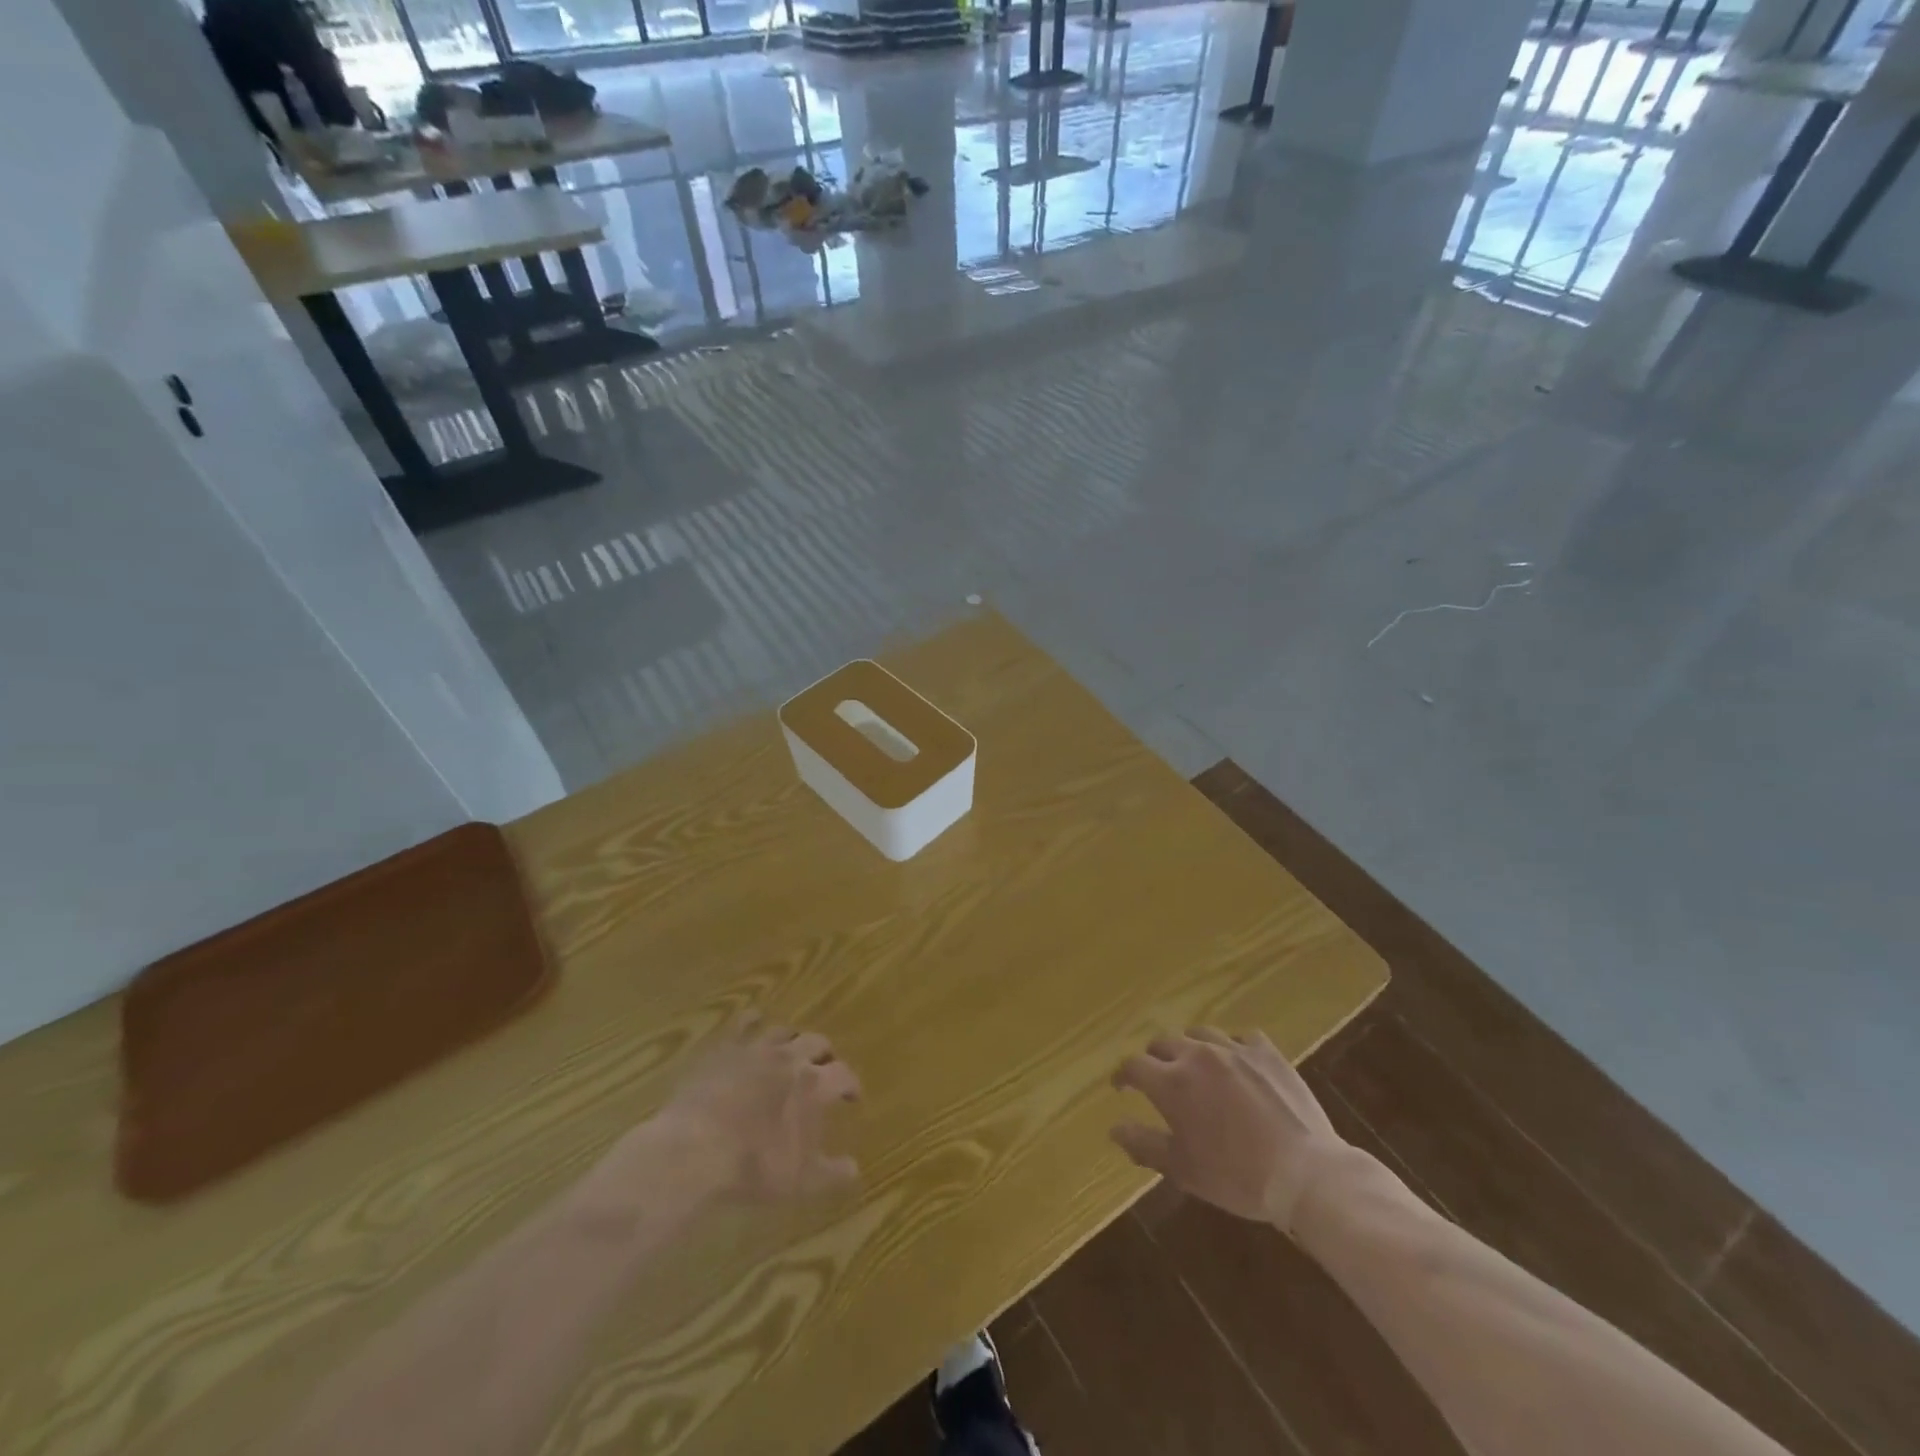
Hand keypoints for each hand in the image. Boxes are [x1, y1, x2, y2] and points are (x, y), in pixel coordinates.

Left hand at [651, 1015, 863, 1201]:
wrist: (693, 1151)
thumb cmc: (751, 1168)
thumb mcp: (799, 1181)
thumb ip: (831, 1173)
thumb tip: (855, 1168)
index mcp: (813, 1086)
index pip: (844, 1075)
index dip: (852, 1084)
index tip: (853, 1097)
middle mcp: (790, 1058)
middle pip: (817, 1042)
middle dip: (826, 1054)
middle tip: (826, 1067)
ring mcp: (756, 1049)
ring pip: (784, 1031)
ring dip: (794, 1039)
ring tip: (794, 1049)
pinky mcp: (725, 1048)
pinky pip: (744, 1023)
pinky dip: (754, 1021)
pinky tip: (755, 1021)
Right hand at [1111, 1029, 1347, 1229]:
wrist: (1305, 1173)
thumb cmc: (1237, 1176)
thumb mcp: (1183, 1169)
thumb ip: (1144, 1145)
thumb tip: (1114, 1128)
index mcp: (1171, 1082)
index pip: (1134, 1065)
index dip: (1122, 1075)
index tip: (1120, 1086)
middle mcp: (1197, 1055)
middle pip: (1163, 1041)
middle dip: (1154, 1057)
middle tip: (1158, 1076)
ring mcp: (1234, 1049)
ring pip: (1200, 1033)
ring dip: (1190, 1047)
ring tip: (1195, 1064)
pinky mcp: (1266, 1053)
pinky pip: (1241, 1037)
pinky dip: (1232, 1046)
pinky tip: (1237, 1062)